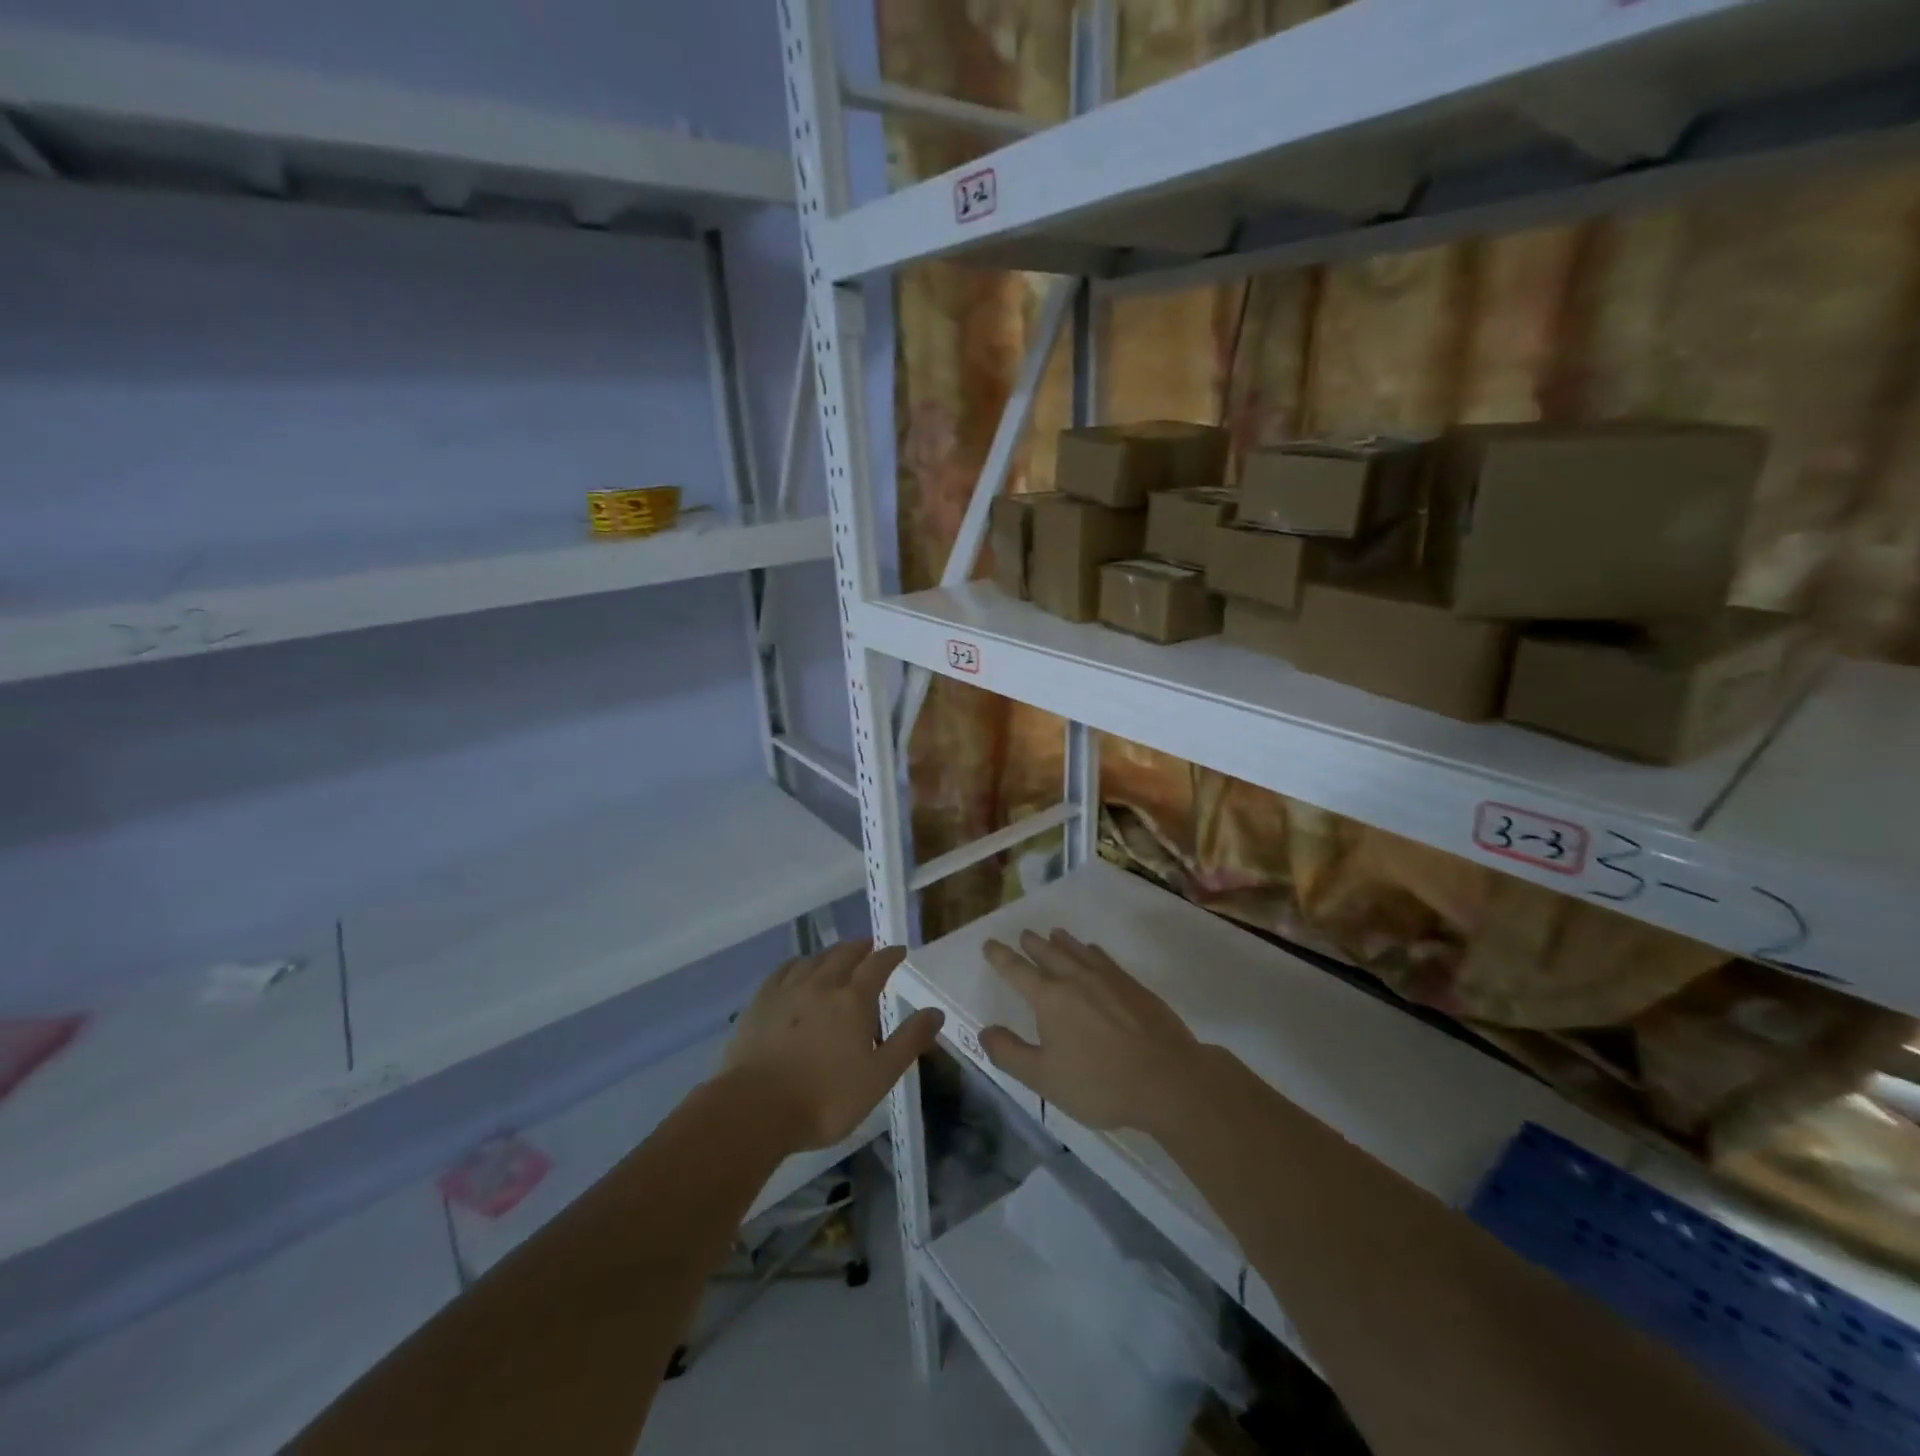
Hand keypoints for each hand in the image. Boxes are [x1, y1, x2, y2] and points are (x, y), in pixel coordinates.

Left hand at [723, 939, 943, 1151]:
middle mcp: (822, 984)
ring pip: (814, 959)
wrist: (755, 1109)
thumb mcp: (879, 1077)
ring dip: (830, 953)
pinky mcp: (760, 1002)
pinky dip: (798, 964)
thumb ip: (908, 1041)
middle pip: (844, 954)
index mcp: (853, 1000)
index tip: (899, 951)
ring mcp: (787, 990)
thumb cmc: (825, 1098)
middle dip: (860, 947)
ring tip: (837, 955)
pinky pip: (783, 970)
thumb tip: (935, 1012)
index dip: (890, 955)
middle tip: (869, 947)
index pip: (877, 965)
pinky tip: (797, 969)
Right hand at [979, 929, 1205, 1133]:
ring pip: (1078, 951)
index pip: (1018, 971)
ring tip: (1053, 933)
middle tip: (1023, 935)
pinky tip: (1093, 952)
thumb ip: (1010, 1054)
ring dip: (1061, 942)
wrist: (1167, 1079)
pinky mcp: (1133, 986)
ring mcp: (1108, 979)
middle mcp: (1076, 979)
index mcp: (1050, 998)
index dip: (1001, 957)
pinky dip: (1091, 951)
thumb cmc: (1099, 1082)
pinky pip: (1104, 958)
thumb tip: (985, 1031)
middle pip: (1049, 954)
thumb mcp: (1044, 1079)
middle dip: (1032, 944)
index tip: (990, 944)